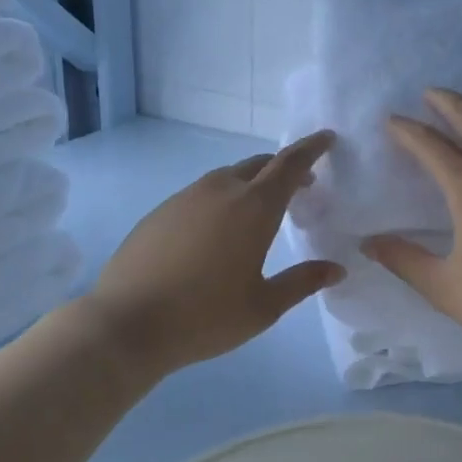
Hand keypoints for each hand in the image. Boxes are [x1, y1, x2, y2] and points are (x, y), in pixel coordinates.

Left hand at [88, 132, 344, 375]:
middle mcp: (220, 191)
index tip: (327, 138)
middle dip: (283, 168)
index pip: (289, 164)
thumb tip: (336, 269)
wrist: (126, 323)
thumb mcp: (263, 306)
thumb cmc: (204, 317)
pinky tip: (217, 232)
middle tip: (302, 186)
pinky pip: (201, 194)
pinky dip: (222, 199)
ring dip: (251, 184)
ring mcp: (185, 198)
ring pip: (227, 177)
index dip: (312, 148)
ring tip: (260, 211)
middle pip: (259, 165)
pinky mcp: (160, 212)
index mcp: (254, 208)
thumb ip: (302, 282)